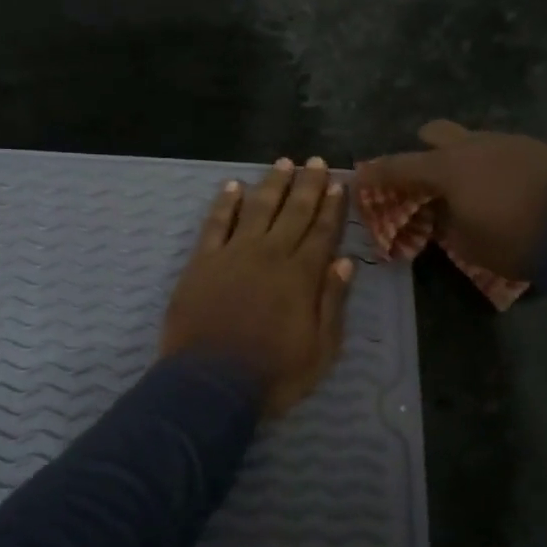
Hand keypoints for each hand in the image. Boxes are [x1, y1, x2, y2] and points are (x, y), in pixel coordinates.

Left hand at [161, 158, 354, 416]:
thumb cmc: (272, 374)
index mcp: (301, 276)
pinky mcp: (202, 262)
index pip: (322, 232)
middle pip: (293, 212)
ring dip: (272, 184)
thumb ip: (332, 302)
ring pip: (257, 208)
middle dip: (307, 185)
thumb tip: (344, 261)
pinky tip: (233, 186)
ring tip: (283, 163)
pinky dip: (225, 203)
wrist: (209, 384)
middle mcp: (270, 255)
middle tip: (316, 161)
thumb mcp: (320, 350)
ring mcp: (233, 254)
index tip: (338, 184)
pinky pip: (216, 223)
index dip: (332, 207)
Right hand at [356, 120, 546, 280]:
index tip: (360, 175)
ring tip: (470, 185)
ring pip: (473, 140)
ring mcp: (508, 142)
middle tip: (423, 172)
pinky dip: (492, 164)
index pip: (399, 166)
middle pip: (437, 132)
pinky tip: (503, 185)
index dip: (377, 172)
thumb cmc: (514, 240)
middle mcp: (473, 146)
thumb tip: (441, 211)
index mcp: (447, 168)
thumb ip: (446, 223)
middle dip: (424, 147)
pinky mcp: (536, 148)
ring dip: (463, 157)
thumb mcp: (467, 243)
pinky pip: (501, 150)